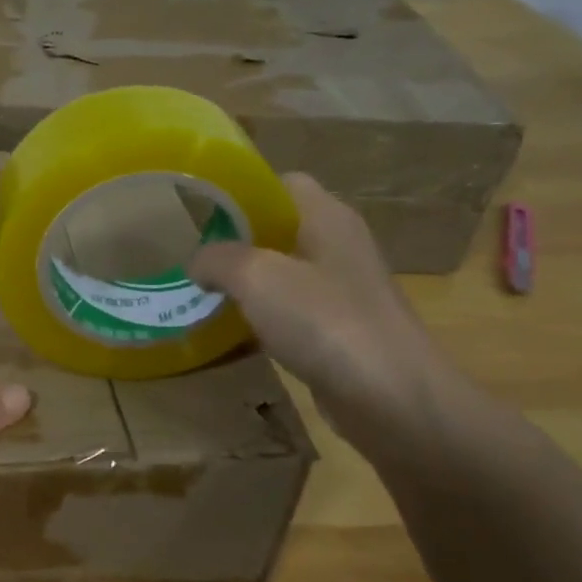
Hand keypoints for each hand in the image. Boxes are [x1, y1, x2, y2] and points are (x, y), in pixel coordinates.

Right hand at [188, 174, 449, 434]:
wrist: (391, 398)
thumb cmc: (324, 321)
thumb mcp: (256, 276)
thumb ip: (218, 258)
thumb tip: (197, 262)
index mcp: (327, 218)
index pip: (282, 183)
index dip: (241, 192)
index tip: (200, 210)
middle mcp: (339, 247)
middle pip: (278, 229)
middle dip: (234, 241)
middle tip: (190, 253)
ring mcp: (342, 292)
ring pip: (281, 274)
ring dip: (244, 283)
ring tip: (199, 291)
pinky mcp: (339, 332)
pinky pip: (288, 314)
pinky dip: (259, 319)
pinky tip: (229, 332)